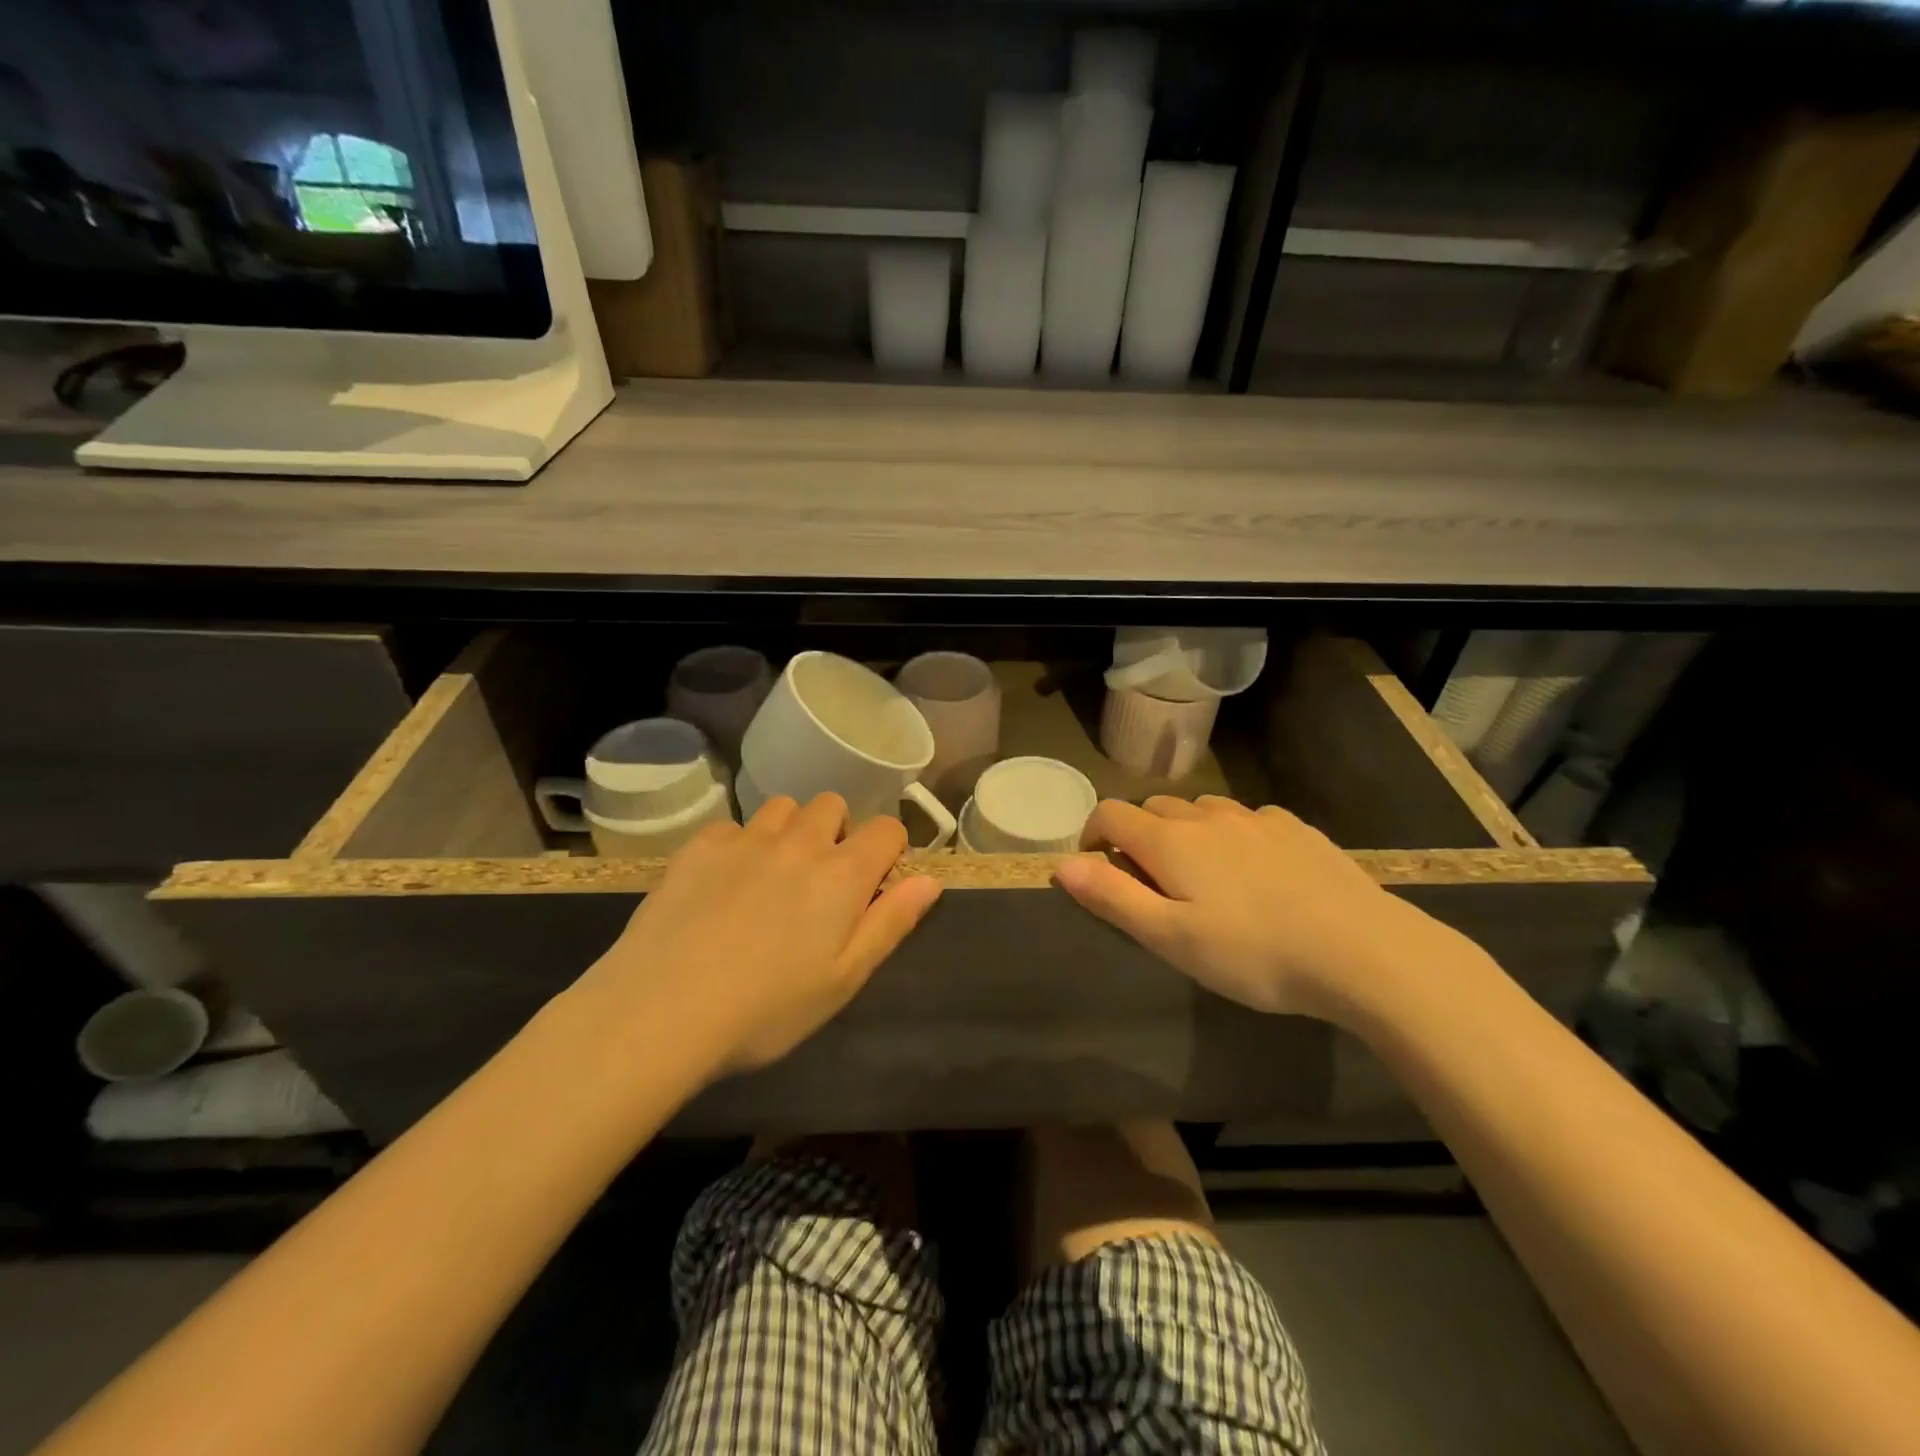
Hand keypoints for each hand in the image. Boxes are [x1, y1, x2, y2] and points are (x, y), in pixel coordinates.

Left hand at [573, 795, 941, 1077]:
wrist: (661, 1010)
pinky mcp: (700, 846)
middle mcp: (800, 842)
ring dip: (790, 831)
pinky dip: (740, 845)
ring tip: (772, 875)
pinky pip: (734, 826)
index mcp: (843, 874)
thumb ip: (891, 923)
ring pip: (784, 808)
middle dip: (837, 833)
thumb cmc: (766, 1009)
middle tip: (819, 883)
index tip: (873, 884)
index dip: (888, 851)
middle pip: (833, 806)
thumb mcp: (844, 979)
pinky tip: (723, 884)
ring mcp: (746, 839)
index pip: (887, 829)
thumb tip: (929, 880)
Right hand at [1055, 796, 1453, 1020]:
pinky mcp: (1295, 828)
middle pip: (1154, 809)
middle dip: (1138, 836)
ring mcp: (1256, 818)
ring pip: (1201, 811)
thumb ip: (1112, 897)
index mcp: (1170, 840)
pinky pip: (1246, 819)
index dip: (1092, 835)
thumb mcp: (1171, 937)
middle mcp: (1207, 816)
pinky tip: (1255, 872)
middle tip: (1151, 884)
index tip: (1097, 868)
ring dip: (1185, 833)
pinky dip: (1231, 835)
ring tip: (1202, 878)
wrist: (1363, 951)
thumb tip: (1061, 865)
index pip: (1110, 813)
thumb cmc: (1253, 953)